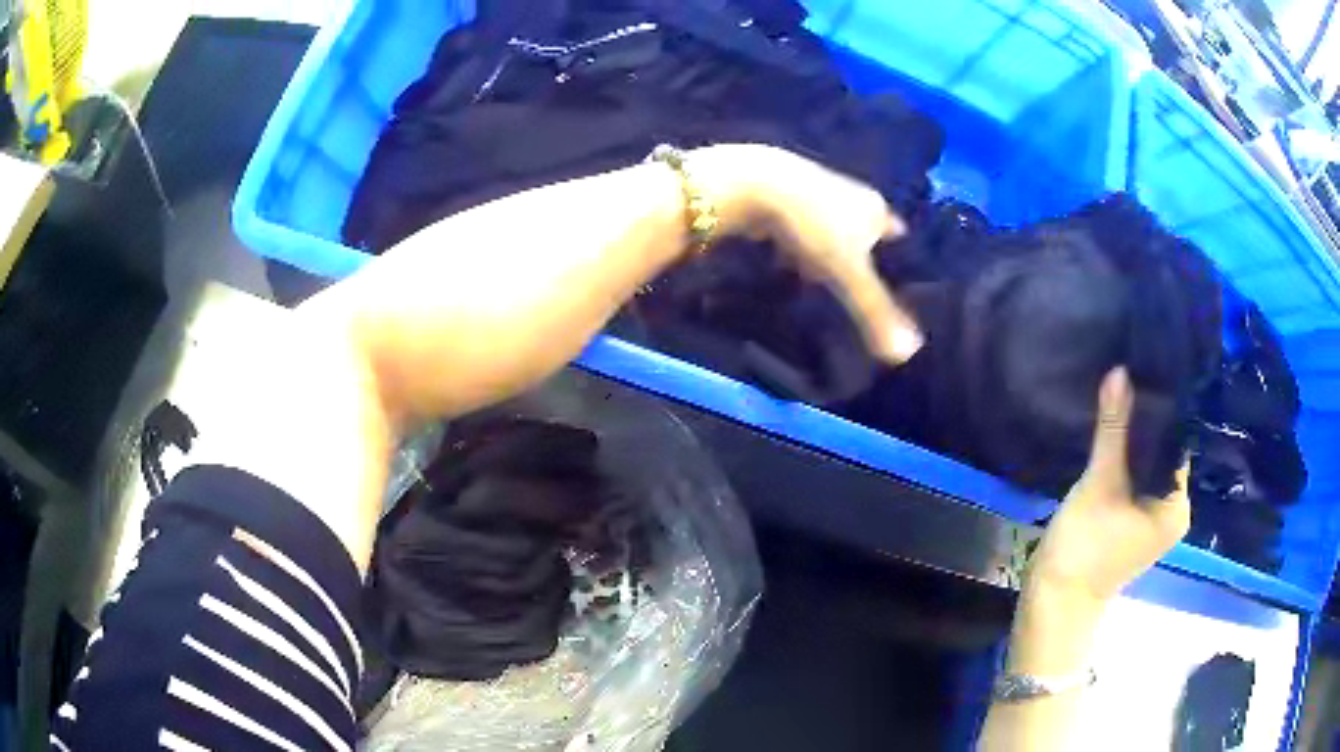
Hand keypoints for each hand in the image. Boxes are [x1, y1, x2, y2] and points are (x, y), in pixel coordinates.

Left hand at [696, 144, 922, 362]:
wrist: (754, 185)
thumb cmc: (813, 226)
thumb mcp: (848, 273)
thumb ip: (876, 312)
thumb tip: (908, 353)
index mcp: (873, 208)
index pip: (896, 234)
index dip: (899, 255)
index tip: (900, 278)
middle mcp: (848, 194)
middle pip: (861, 230)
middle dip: (858, 257)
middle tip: (857, 288)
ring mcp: (812, 192)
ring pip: (826, 229)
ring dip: (822, 253)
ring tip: (818, 284)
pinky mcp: (778, 195)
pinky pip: (794, 228)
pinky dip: (792, 246)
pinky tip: (782, 266)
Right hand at [1026, 367, 1191, 606]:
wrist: (1053, 604)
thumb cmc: (1084, 547)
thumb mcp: (1100, 483)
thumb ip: (1113, 428)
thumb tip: (1120, 371)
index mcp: (1177, 506)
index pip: (1177, 443)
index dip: (1161, 409)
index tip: (1145, 373)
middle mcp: (1172, 512)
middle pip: (1163, 455)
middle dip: (1146, 423)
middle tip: (1129, 380)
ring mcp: (1152, 521)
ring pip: (1147, 468)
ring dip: (1133, 442)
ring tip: (1119, 400)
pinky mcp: (1132, 525)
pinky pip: (1136, 482)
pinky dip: (1126, 462)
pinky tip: (1112, 438)